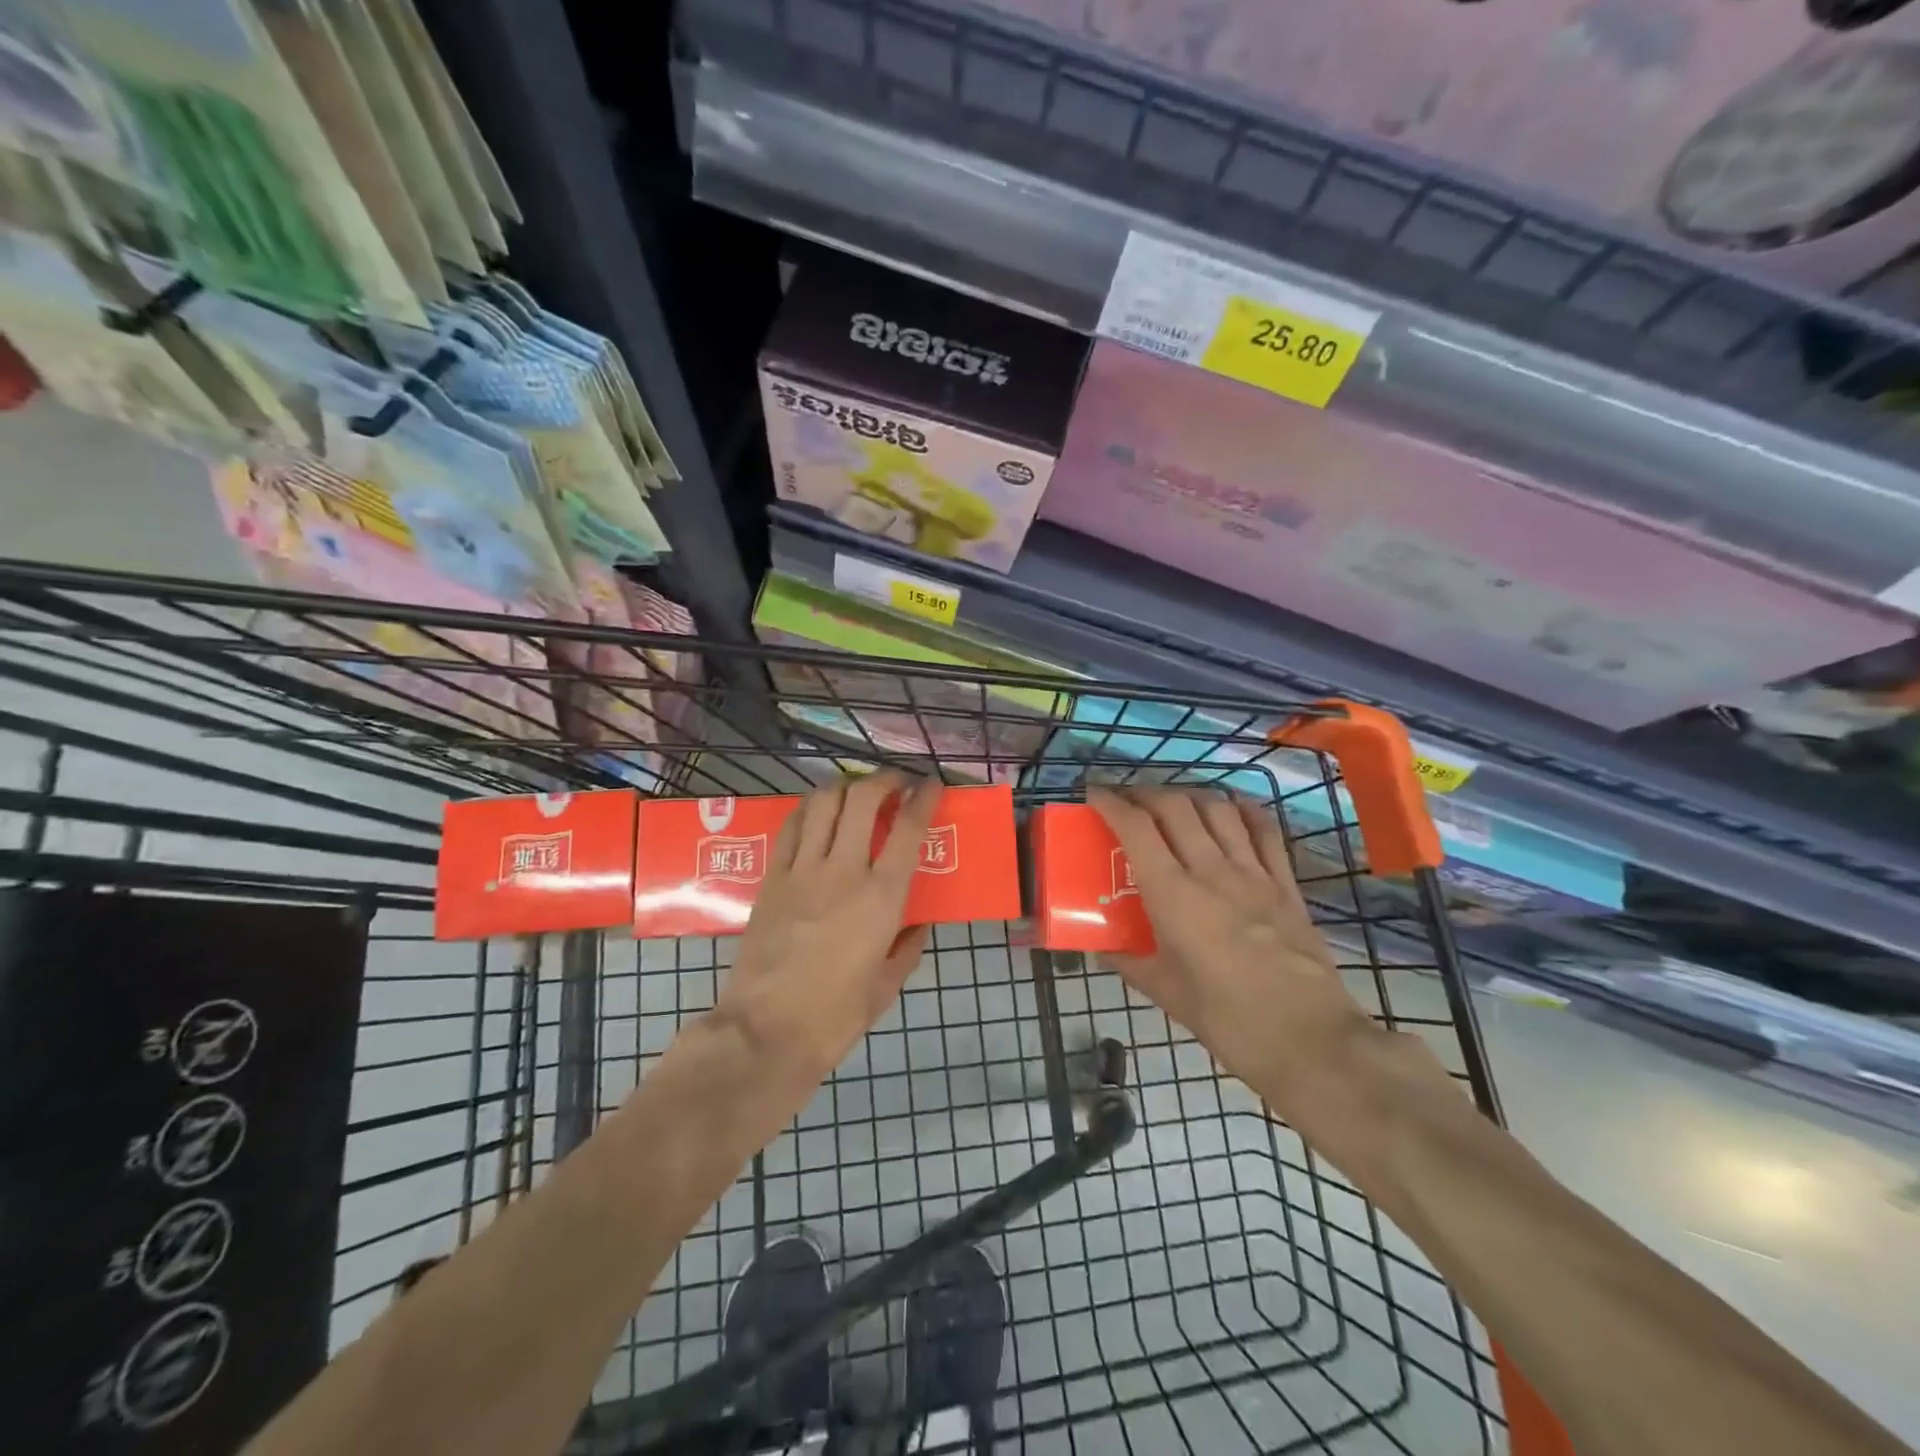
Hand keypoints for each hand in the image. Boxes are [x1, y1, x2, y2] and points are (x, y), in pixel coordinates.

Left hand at [718, 772, 940, 1089]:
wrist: (766, 1031)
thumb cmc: (834, 1016)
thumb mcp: (887, 987)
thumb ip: (907, 947)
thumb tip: (917, 924)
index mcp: (881, 897)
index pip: (909, 828)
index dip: (924, 797)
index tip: (931, 785)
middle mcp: (843, 870)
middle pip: (863, 799)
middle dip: (884, 780)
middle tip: (895, 783)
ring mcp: (802, 870)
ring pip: (824, 802)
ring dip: (845, 787)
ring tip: (856, 792)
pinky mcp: (771, 877)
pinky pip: (792, 826)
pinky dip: (809, 809)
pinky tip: (818, 814)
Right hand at [1088, 785, 1373, 1103]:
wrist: (1308, 1040)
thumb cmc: (1227, 1019)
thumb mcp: (1166, 992)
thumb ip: (1129, 962)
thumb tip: (1101, 948)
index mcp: (1174, 895)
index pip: (1136, 827)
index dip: (1111, 802)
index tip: (1094, 794)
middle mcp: (1212, 870)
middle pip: (1175, 806)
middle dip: (1145, 793)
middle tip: (1128, 802)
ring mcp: (1254, 873)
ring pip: (1218, 809)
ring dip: (1190, 796)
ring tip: (1174, 805)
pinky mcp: (1286, 884)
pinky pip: (1265, 831)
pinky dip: (1243, 810)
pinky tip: (1232, 809)